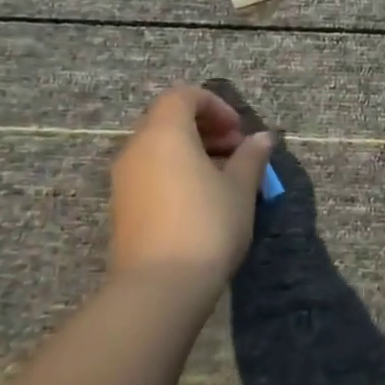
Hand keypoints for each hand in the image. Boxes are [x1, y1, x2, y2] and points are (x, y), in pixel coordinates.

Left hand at [108, 84, 275, 287]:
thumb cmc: (206, 225)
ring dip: (192, 151)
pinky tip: (202, 200)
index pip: (183, 95)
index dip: (215, 105)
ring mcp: (124, 179)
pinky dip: (176, 171)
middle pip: (168, 119)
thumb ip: (251, 156)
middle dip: (205, 128)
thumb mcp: (240, 188)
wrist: (159, 288)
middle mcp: (137, 148)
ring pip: (159, 148)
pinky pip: (151, 172)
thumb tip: (263, 137)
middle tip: (237, 150)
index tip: (239, 131)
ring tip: (225, 177)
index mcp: (164, 133)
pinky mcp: (122, 207)